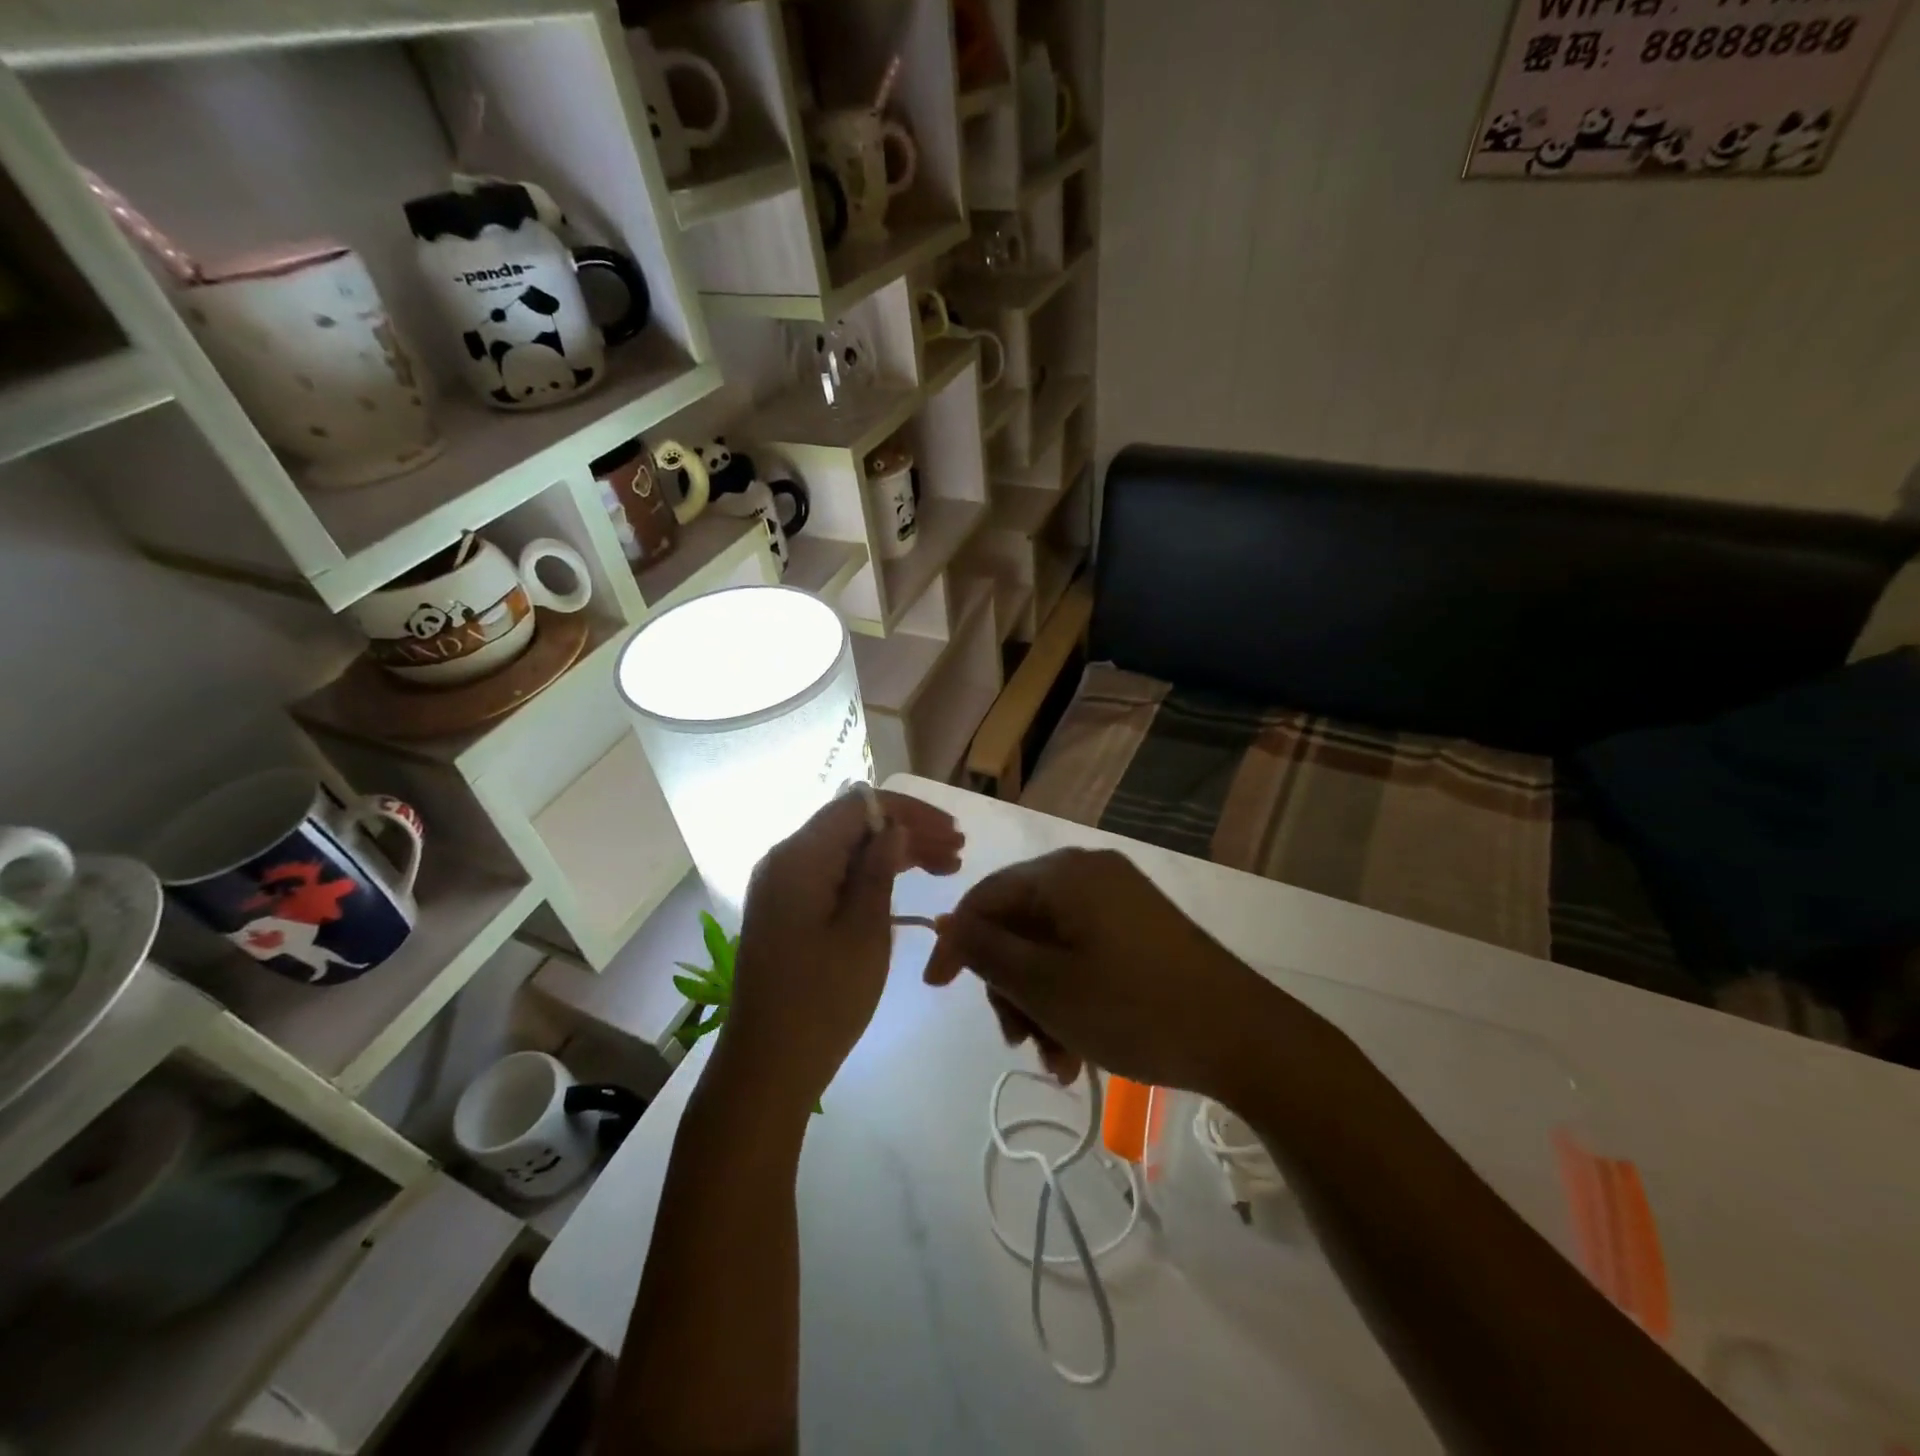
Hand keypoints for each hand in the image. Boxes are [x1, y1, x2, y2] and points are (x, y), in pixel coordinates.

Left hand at [722, 789, 963, 1111]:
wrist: (767, 1068)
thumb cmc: (822, 1001)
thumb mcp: (864, 932)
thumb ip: (879, 870)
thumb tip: (895, 827)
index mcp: (800, 856)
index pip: (859, 805)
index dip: (910, 812)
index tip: (953, 834)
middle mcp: (784, 859)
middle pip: (852, 825)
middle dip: (907, 832)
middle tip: (957, 856)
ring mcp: (782, 886)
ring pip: (846, 850)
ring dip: (893, 853)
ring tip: (945, 869)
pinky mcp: (786, 910)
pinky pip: (832, 875)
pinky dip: (869, 876)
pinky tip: (903, 888)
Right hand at [924, 848, 1290, 1099]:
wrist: (1246, 1038)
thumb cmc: (1134, 1008)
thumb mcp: (1046, 986)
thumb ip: (987, 951)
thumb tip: (947, 922)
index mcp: (1065, 874)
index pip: (986, 896)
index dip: (956, 943)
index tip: (937, 990)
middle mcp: (1091, 875)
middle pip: (1020, 925)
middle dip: (1011, 988)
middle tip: (1019, 1042)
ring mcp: (1121, 902)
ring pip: (1052, 948)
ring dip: (1042, 1004)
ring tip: (1057, 1062)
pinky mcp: (1143, 931)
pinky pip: (1085, 955)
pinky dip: (1072, 997)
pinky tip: (1079, 1051)